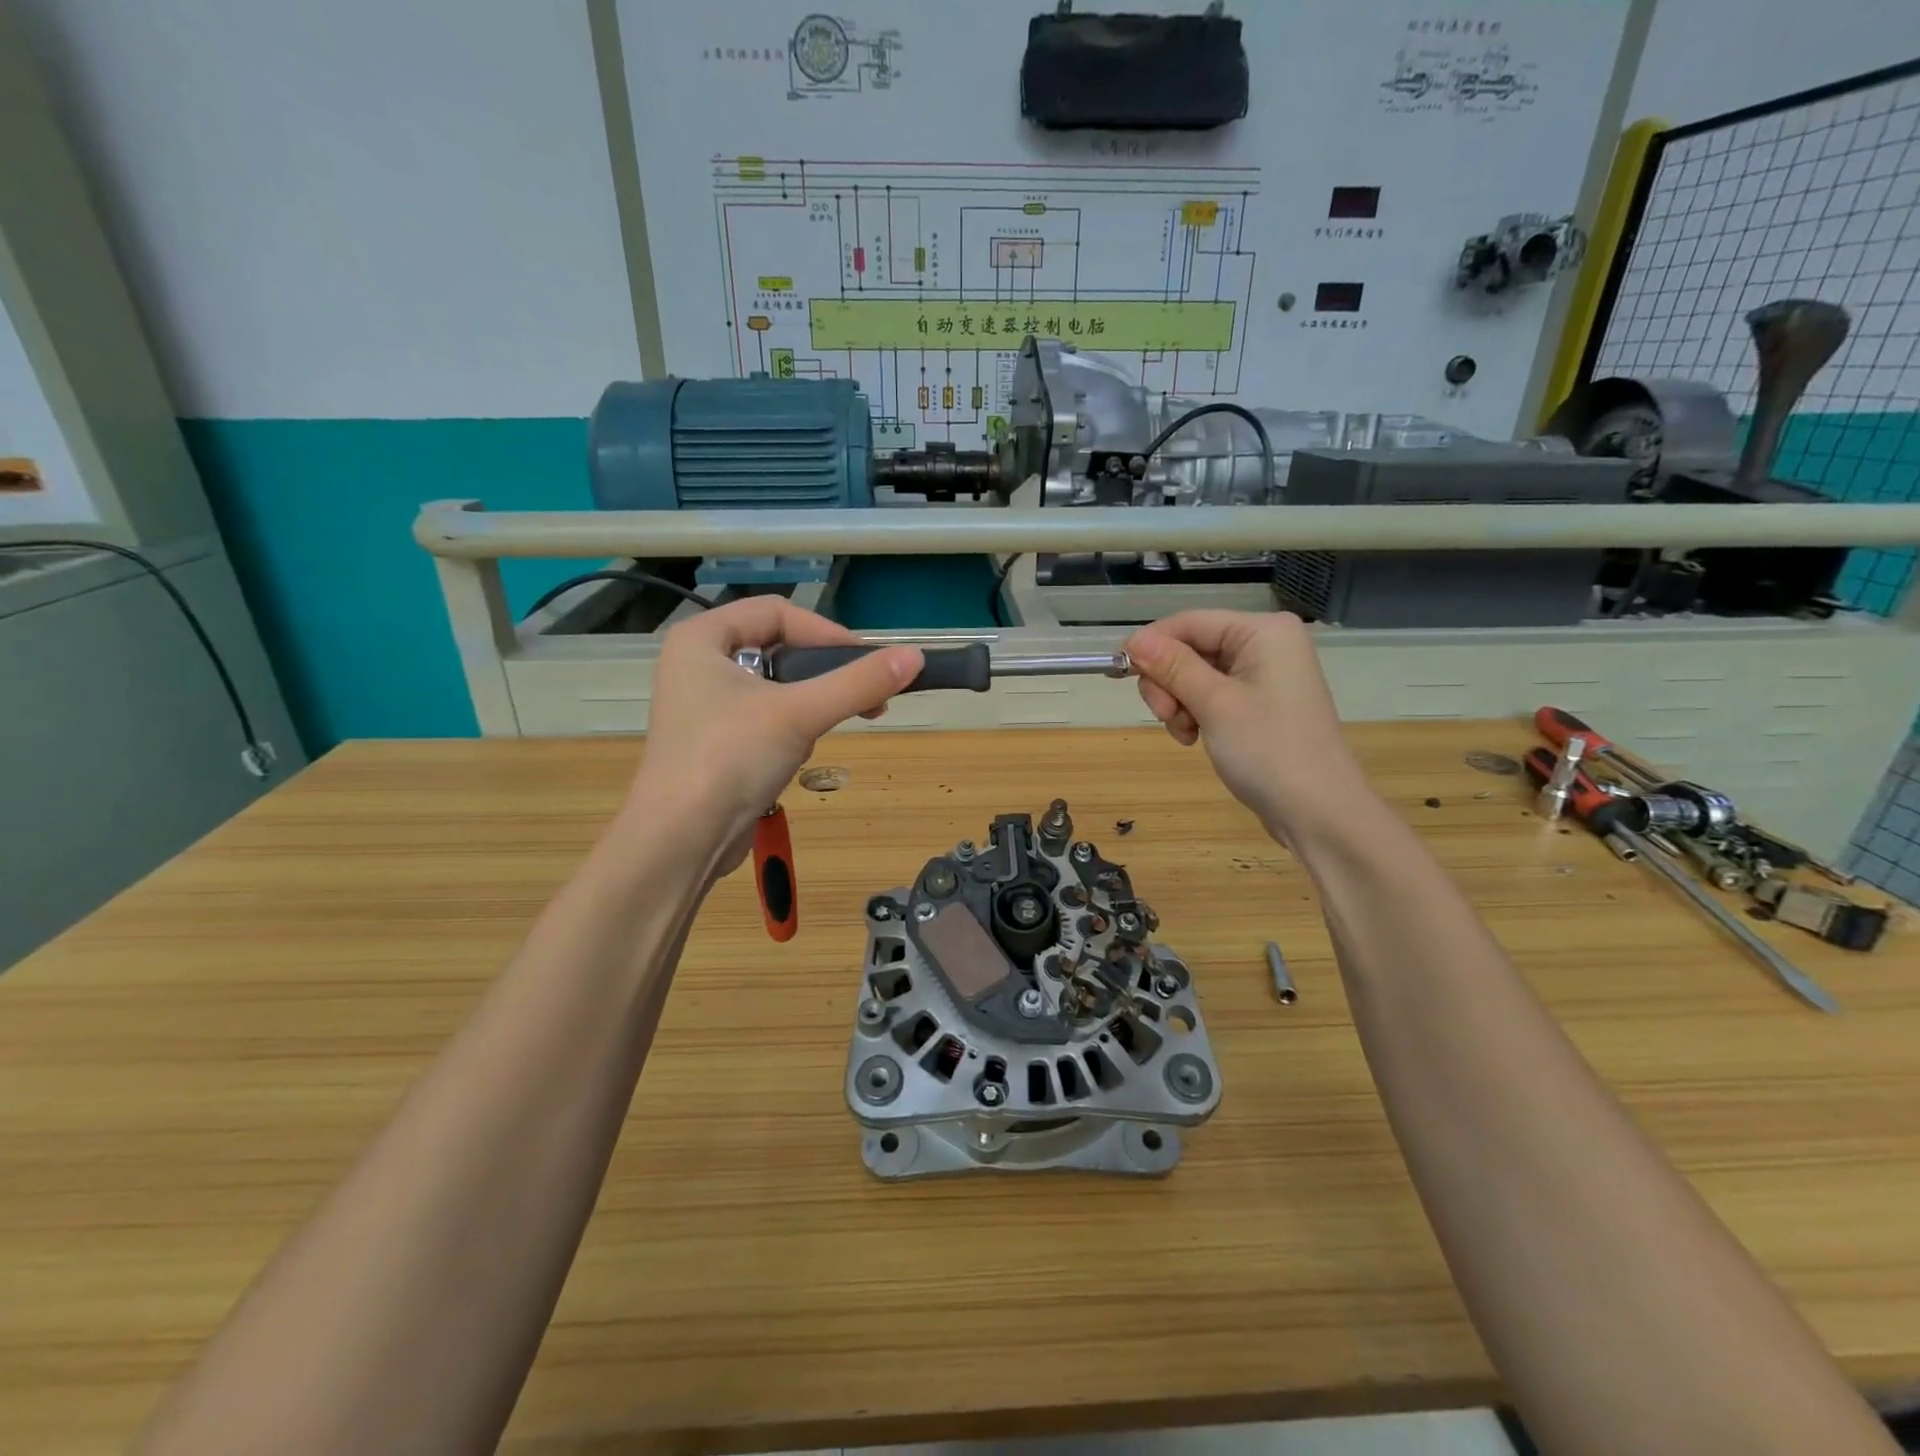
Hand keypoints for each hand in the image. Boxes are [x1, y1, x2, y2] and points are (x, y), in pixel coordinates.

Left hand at [624, 598, 922, 871]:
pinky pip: (766, 717)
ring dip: (810, 705)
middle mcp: (699, 663)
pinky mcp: (716, 740)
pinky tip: (796, 755)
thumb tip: (917, 656)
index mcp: (702, 638)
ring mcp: (704, 704)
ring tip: (827, 731)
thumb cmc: (730, 760)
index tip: (866, 665)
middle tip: (867, 698)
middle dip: (823, 674)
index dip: (826, 633)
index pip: (777, 611)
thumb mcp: (800, 714)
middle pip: (779, 647)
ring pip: (777, 686)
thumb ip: (859, 683)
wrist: (680, 841)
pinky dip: (790, 729)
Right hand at [1123, 610, 1366, 842]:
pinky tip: (1194, 738)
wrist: (1318, 812)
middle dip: (1168, 681)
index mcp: (1263, 632)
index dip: (1151, 644)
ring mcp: (1263, 675)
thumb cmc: (1269, 750)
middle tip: (1164, 715)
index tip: (1118, 670)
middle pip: (1191, 648)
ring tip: (1185, 734)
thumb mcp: (1214, 704)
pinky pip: (1211, 695)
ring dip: (1178, 703)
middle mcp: (1265, 645)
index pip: (1190, 622)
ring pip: (1194, 675)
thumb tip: (1133, 639)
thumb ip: (1172, 667)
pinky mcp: (1258, 703)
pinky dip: (1194, 714)